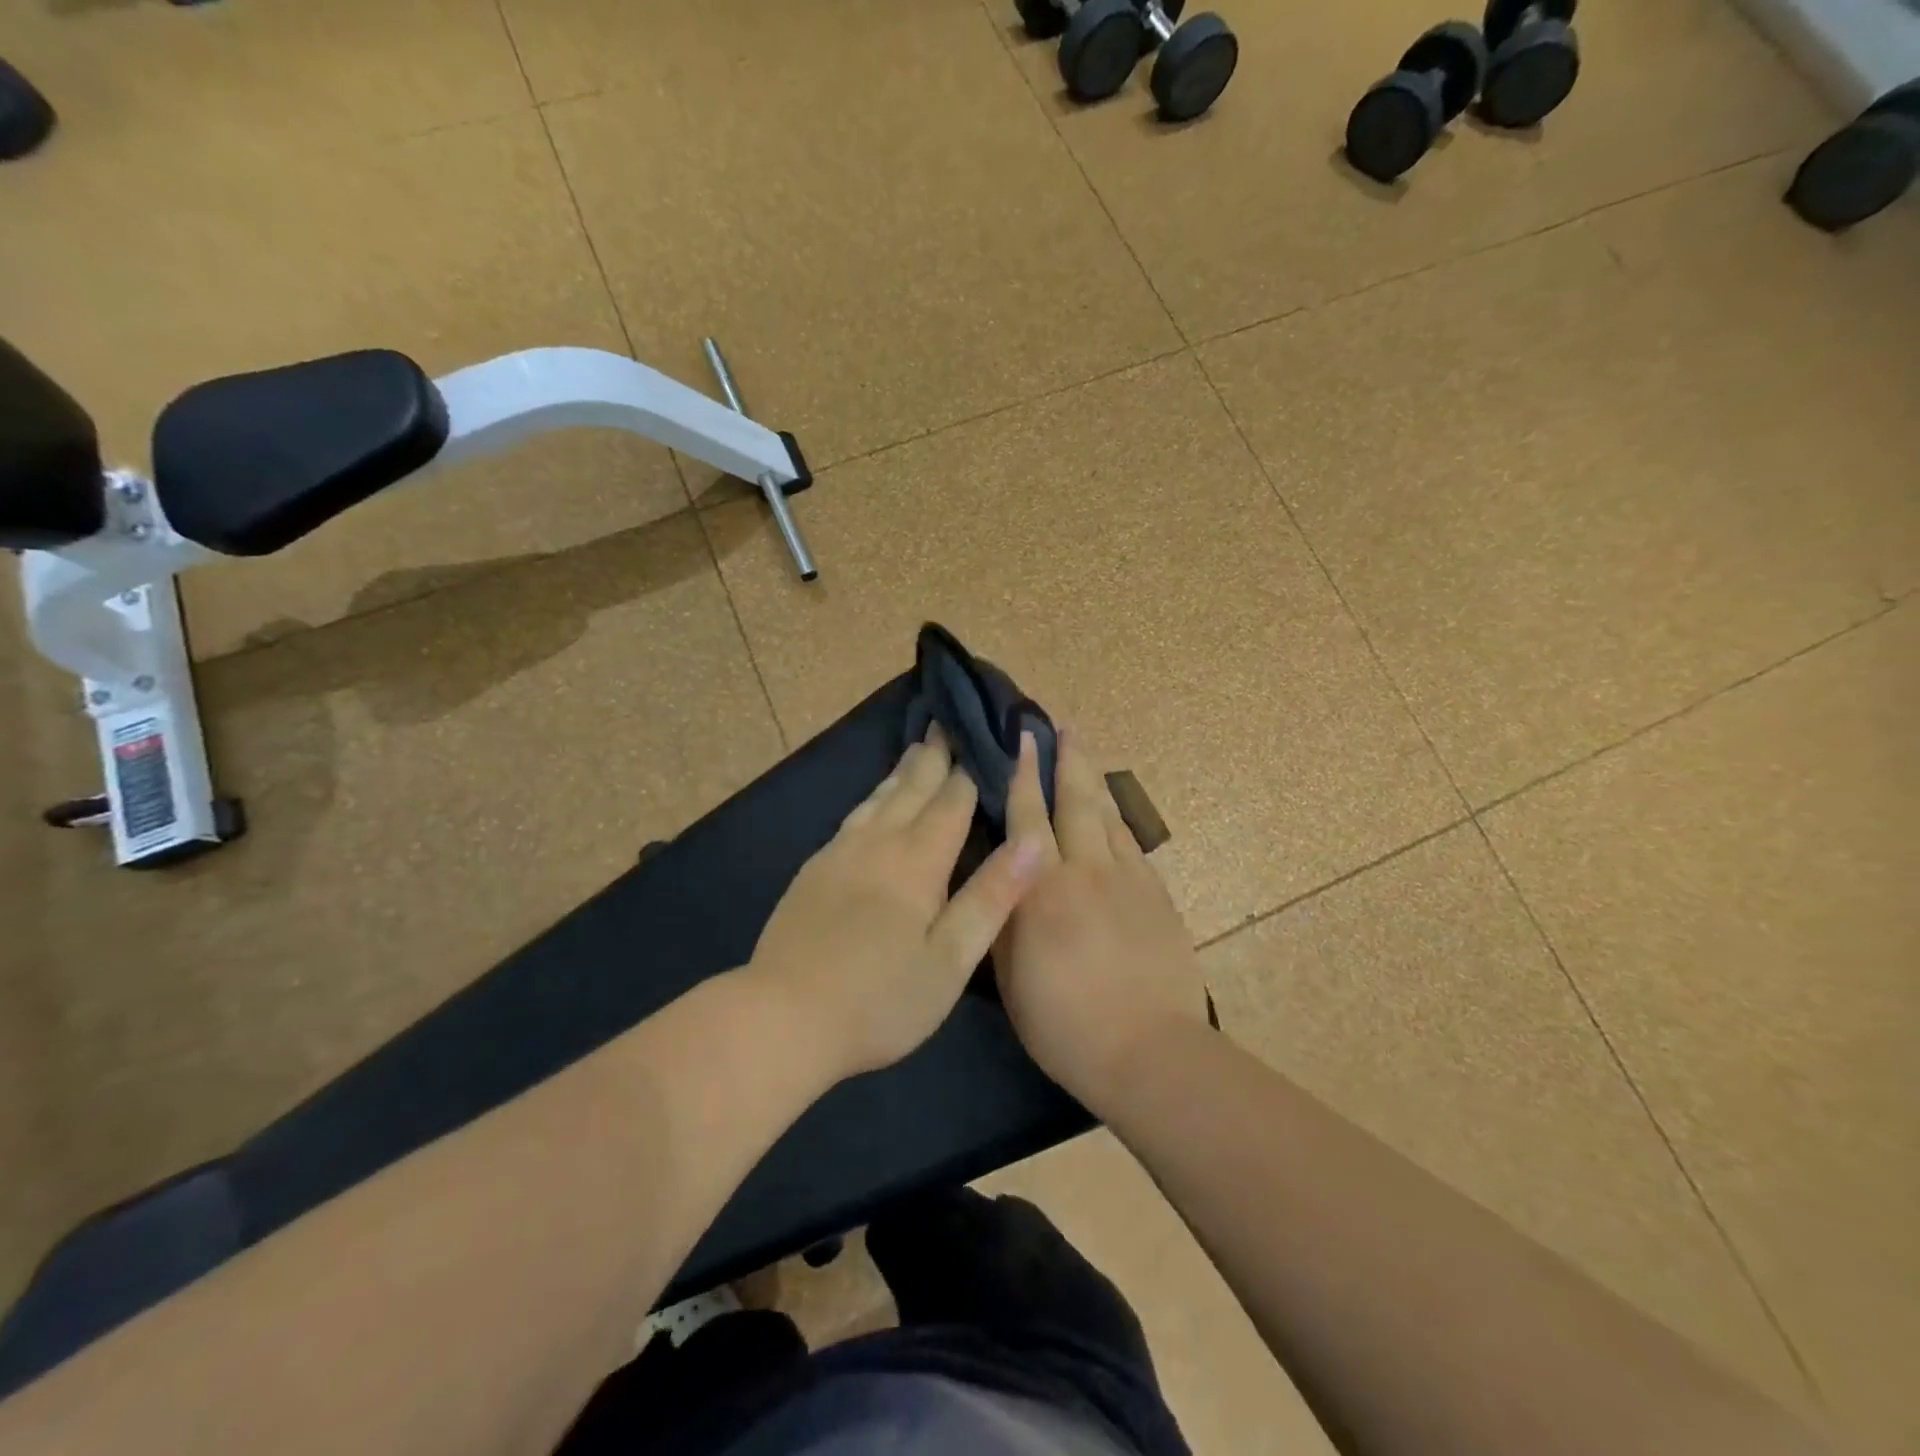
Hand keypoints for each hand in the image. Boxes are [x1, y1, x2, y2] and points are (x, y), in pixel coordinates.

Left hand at [748, 727, 1045, 1080]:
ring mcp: (841, 853)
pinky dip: (873, 796)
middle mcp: (879, 843)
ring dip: (903, 770)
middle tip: (948, 723)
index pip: (952, 802)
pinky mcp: (815, 869)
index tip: (986, 738)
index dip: (971, 770)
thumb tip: (1031, 841)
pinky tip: (873, 801)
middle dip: (935, 756)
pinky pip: (854, 816)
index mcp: (918, 861)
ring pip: (879, 797)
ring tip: (917, 747)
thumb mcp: (950, 959)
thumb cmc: (880, 998)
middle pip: (912, 788)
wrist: (783, 1016)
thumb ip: (991, 897)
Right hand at [994, 728, 1209, 1104]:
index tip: (1021, 737)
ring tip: (1084, 752)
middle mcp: (1086, 870)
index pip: (1028, 817)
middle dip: (1067, 759)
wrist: (1149, 1051)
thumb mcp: (1010, 976)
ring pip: (1108, 816)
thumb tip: (1001, 877)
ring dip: (1094, 781)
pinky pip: (1133, 845)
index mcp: (1042, 889)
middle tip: (1062, 723)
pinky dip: (1118, 820)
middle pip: (1076, 801)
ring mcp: (1128, 880)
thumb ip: (1005, 917)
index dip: (1022, 773)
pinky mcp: (1157, 896)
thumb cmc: (1064, 1023)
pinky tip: (1113, 814)